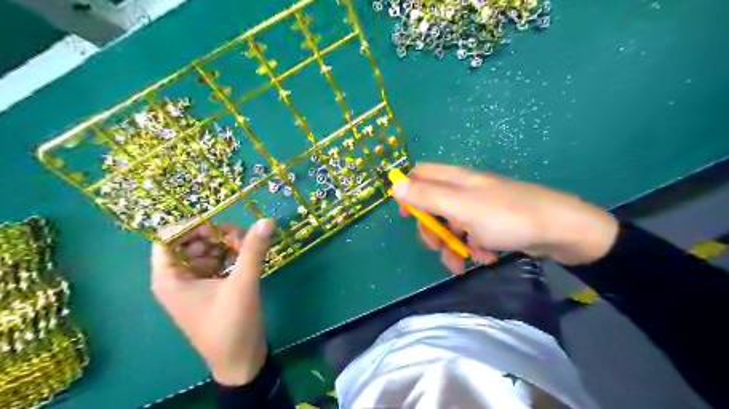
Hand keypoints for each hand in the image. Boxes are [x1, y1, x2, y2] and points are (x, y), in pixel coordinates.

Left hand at [151, 220, 275, 383]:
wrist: (241, 360)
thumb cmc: (231, 325)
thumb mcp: (243, 284)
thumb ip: (253, 250)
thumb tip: (267, 220)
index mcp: (170, 278)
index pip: (168, 237)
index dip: (193, 226)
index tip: (222, 226)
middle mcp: (178, 277)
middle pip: (191, 240)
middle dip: (216, 235)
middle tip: (242, 240)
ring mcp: (195, 282)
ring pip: (206, 249)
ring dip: (227, 244)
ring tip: (248, 250)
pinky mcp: (211, 287)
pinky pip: (217, 261)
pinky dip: (231, 255)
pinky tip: (247, 259)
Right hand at [390, 161, 616, 272]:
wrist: (562, 231)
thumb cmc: (508, 216)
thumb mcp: (462, 207)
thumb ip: (428, 196)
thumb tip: (394, 185)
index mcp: (456, 180)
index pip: (421, 175)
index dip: (409, 192)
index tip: (407, 216)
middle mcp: (465, 190)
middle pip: (433, 205)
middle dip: (431, 229)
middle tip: (437, 246)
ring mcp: (479, 208)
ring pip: (451, 225)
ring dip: (452, 245)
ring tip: (462, 264)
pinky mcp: (493, 224)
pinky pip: (472, 235)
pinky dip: (474, 248)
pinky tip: (486, 257)